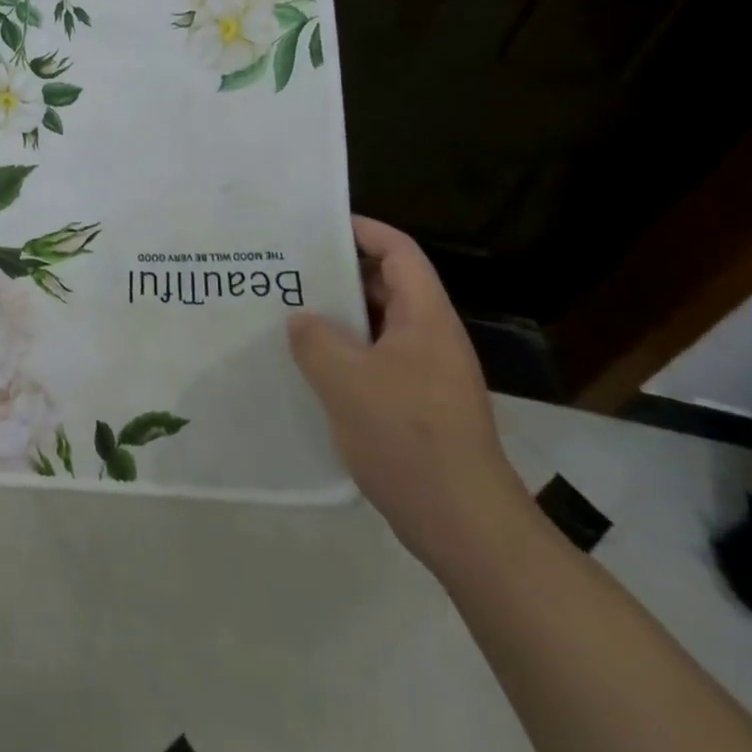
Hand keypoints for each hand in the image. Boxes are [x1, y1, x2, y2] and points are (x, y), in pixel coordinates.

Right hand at [287, 215, 532, 569]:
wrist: (464, 526)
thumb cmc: (408, 439)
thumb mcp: (347, 381)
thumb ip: (315, 339)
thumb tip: (300, 319)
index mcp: (424, 318)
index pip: (398, 251)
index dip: (362, 230)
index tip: (316, 226)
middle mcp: (429, 336)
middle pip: (385, 284)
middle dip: (338, 272)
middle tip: (287, 269)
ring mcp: (425, 372)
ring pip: (376, 325)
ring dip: (337, 316)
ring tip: (287, 312)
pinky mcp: (416, 404)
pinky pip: (375, 359)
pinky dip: (344, 352)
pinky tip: (307, 366)